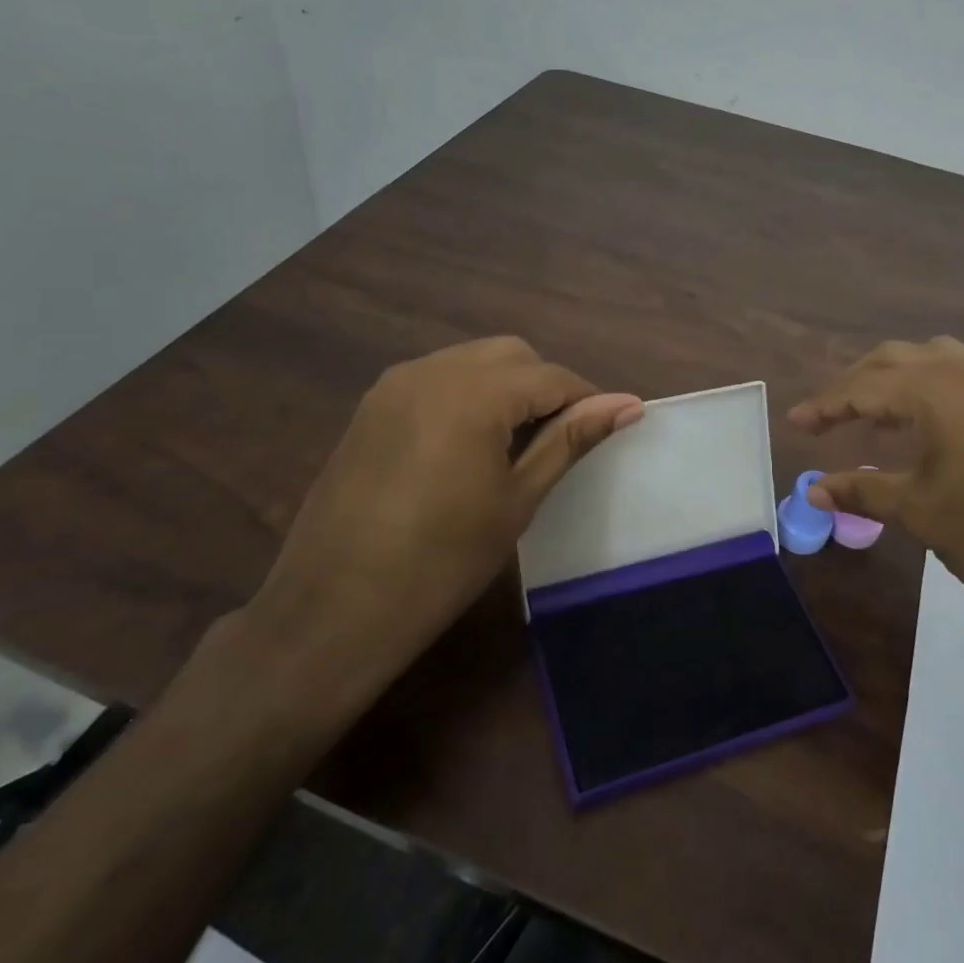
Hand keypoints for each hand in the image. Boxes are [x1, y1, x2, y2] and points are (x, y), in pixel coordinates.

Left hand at [248, 337, 641, 700]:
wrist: (336, 608)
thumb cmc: (444, 561)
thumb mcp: (517, 499)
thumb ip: (570, 440)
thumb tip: (627, 404)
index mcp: (472, 393)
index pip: (550, 376)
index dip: (587, 398)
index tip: (609, 426)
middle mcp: (431, 370)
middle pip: (510, 355)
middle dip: (545, 386)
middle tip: (561, 439)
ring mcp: (394, 385)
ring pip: (471, 361)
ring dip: (506, 386)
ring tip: (518, 442)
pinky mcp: (372, 406)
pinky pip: (436, 378)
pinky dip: (468, 394)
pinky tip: (471, 442)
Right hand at [790, 337, 963, 646]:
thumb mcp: (920, 512)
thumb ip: (863, 491)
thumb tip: (814, 489)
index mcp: (935, 390)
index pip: (863, 388)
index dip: (824, 406)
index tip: (794, 422)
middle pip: (894, 359)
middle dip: (855, 384)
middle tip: (827, 418)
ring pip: (933, 359)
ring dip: (896, 379)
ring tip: (875, 413)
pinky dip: (931, 386)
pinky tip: (929, 422)